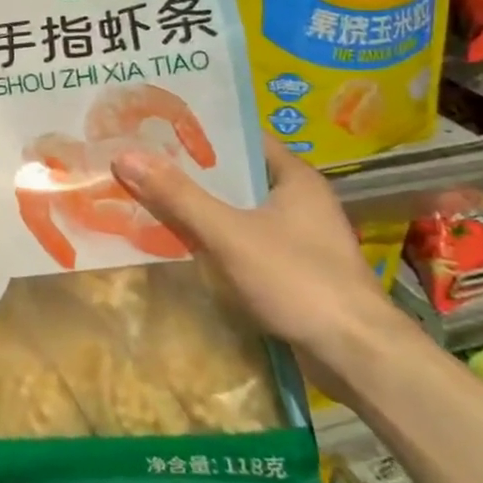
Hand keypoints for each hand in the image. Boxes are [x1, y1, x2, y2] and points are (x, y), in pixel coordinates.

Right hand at [112, 136, 408, 397]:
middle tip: (143, 161)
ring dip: (202, 207)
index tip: (156, 126)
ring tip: (152, 197)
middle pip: (236, 175)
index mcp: (295, 177)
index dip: (200, 130)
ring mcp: (299, 237)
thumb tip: (124, 155)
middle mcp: (300, 200)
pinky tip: (182, 242)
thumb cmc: (298, 279)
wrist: (357, 355)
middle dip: (192, 171)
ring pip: (239, 210)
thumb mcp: (229, 233)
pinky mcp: (294, 269)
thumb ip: (178, 196)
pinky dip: (216, 237)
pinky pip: (244, 240)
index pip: (241, 138)